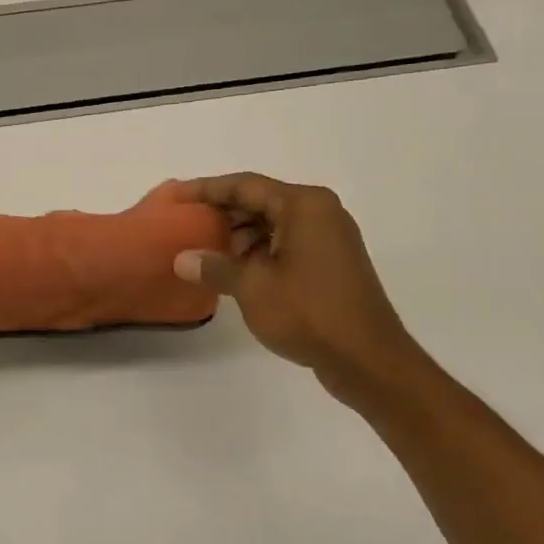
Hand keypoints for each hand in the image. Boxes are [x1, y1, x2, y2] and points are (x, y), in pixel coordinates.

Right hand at [172, 173, 417, 405]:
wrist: (367, 359)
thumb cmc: (309, 313)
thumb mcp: (252, 288)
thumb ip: (215, 267)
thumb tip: (182, 260)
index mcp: (303, 205)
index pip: (245, 185)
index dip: (206, 189)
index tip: (176, 196)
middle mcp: (320, 212)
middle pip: (260, 200)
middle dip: (223, 214)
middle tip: (186, 227)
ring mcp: (330, 237)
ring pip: (274, 224)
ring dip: (240, 236)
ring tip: (207, 255)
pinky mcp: (331, 262)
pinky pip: (287, 243)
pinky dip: (260, 251)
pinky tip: (236, 271)